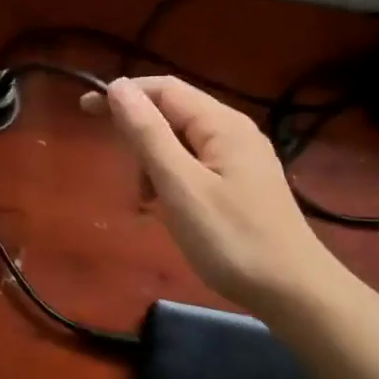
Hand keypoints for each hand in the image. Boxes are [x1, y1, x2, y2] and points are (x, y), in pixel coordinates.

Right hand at [84, 77, 341, 314]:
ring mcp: (241, 158)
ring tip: (147, 202)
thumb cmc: (232, 239)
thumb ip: (148, 134)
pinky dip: (172, 180)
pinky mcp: (242, 184)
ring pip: (182, 142)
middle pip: (173, 112)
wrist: (294, 291)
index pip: (164, 89)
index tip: (85, 111)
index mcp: (221, 123)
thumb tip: (119, 87)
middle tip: (121, 173)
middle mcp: (233, 131)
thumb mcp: (181, 186)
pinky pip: (196, 166)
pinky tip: (169, 208)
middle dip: (139, 135)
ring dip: (154, 162)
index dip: (123, 94)